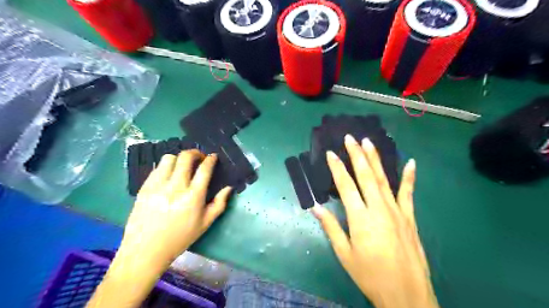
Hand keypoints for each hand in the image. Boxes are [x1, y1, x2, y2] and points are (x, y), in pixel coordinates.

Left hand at [119, 150, 232, 267]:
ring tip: (183, 165)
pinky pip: (157, 168)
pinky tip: (169, 175)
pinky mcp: (144, 187)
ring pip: (169, 159)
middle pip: (186, 157)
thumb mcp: (205, 223)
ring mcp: (158, 186)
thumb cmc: (180, 238)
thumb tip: (229, 187)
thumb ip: (220, 203)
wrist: (146, 250)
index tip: (213, 157)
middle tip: (199, 157)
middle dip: (196, 152)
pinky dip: (166, 167)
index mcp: (193, 196)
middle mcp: (176, 187)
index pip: (204, 169)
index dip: (210, 159)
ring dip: (179, 158)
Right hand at [313, 135, 437, 307]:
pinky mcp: (409, 217)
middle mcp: (378, 208)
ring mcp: (397, 211)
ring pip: (384, 179)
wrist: (406, 294)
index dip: (337, 168)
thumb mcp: (344, 254)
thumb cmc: (370, 275)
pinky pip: (408, 193)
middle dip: (356, 154)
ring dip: (376, 159)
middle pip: (366, 175)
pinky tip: (411, 162)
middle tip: (350, 137)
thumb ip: (330, 227)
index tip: (331, 153)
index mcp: (360, 218)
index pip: (345, 186)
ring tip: (369, 142)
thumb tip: (315, 207)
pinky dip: (409, 177)